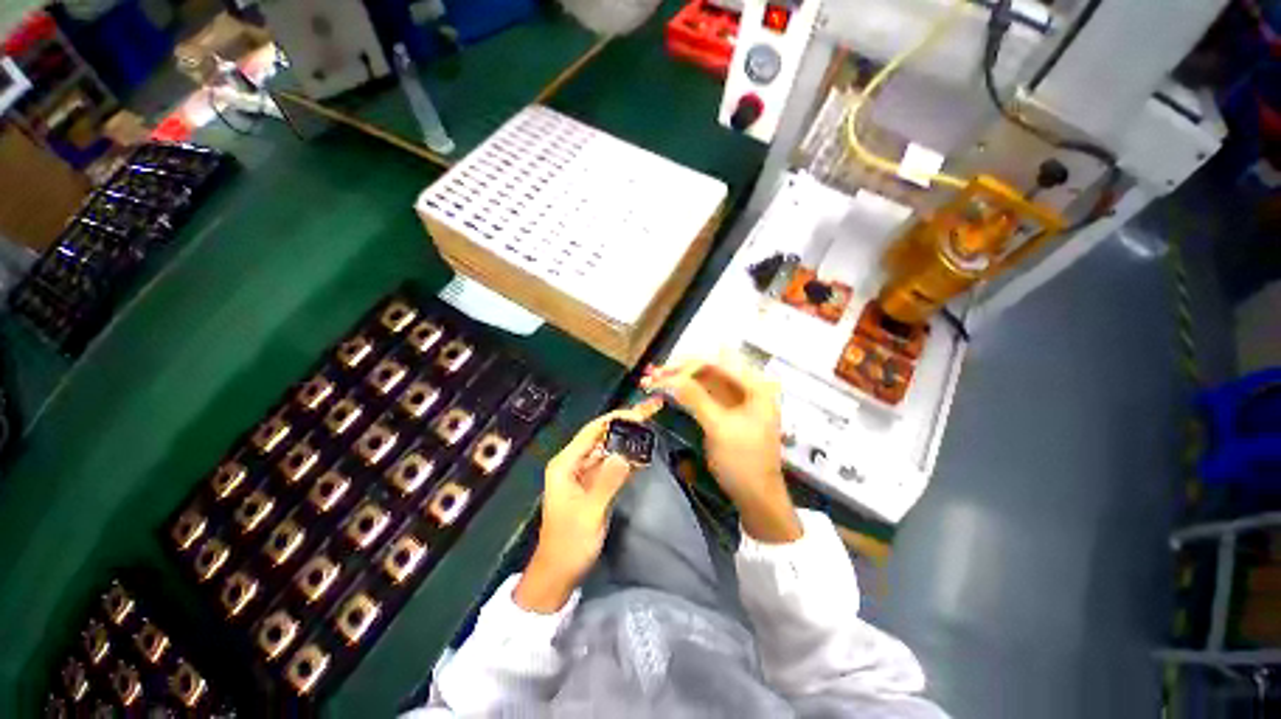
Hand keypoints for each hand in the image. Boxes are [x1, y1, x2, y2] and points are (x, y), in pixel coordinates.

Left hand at [514, 400, 662, 612]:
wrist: (558, 573)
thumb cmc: (569, 543)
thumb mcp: (590, 512)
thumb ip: (608, 482)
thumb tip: (626, 454)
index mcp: (566, 463)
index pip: (593, 430)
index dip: (617, 418)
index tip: (642, 411)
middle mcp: (574, 462)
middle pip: (603, 435)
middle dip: (627, 422)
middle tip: (652, 409)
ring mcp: (584, 473)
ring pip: (609, 448)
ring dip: (628, 438)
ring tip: (651, 424)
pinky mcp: (593, 484)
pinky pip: (611, 464)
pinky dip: (626, 456)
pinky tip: (642, 451)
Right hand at [644, 353, 800, 543]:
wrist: (756, 497)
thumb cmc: (742, 461)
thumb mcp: (718, 427)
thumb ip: (695, 398)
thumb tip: (669, 376)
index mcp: (755, 385)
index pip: (716, 363)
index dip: (686, 365)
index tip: (660, 372)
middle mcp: (748, 386)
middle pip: (709, 370)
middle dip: (680, 371)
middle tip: (651, 375)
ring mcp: (737, 399)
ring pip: (704, 381)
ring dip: (680, 380)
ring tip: (653, 380)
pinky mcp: (728, 411)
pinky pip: (705, 395)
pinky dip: (686, 393)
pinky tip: (669, 391)